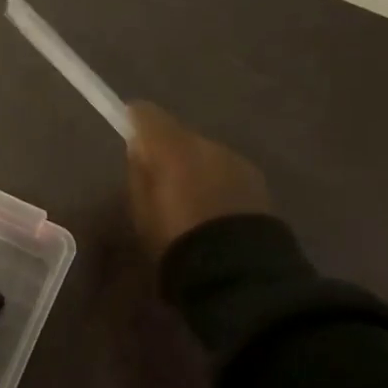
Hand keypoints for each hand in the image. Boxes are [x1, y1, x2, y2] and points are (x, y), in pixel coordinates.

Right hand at [126, 102, 274, 258]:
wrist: (238, 272)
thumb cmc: (177, 243)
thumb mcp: (142, 212)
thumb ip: (139, 174)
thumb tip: (139, 150)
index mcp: (172, 149)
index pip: (147, 115)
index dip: (136, 121)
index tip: (129, 134)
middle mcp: (206, 145)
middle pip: (180, 136)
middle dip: (169, 151)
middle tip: (160, 180)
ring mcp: (236, 161)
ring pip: (206, 154)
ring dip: (196, 167)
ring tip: (191, 200)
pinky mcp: (258, 180)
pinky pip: (226, 171)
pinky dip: (217, 182)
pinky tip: (214, 210)